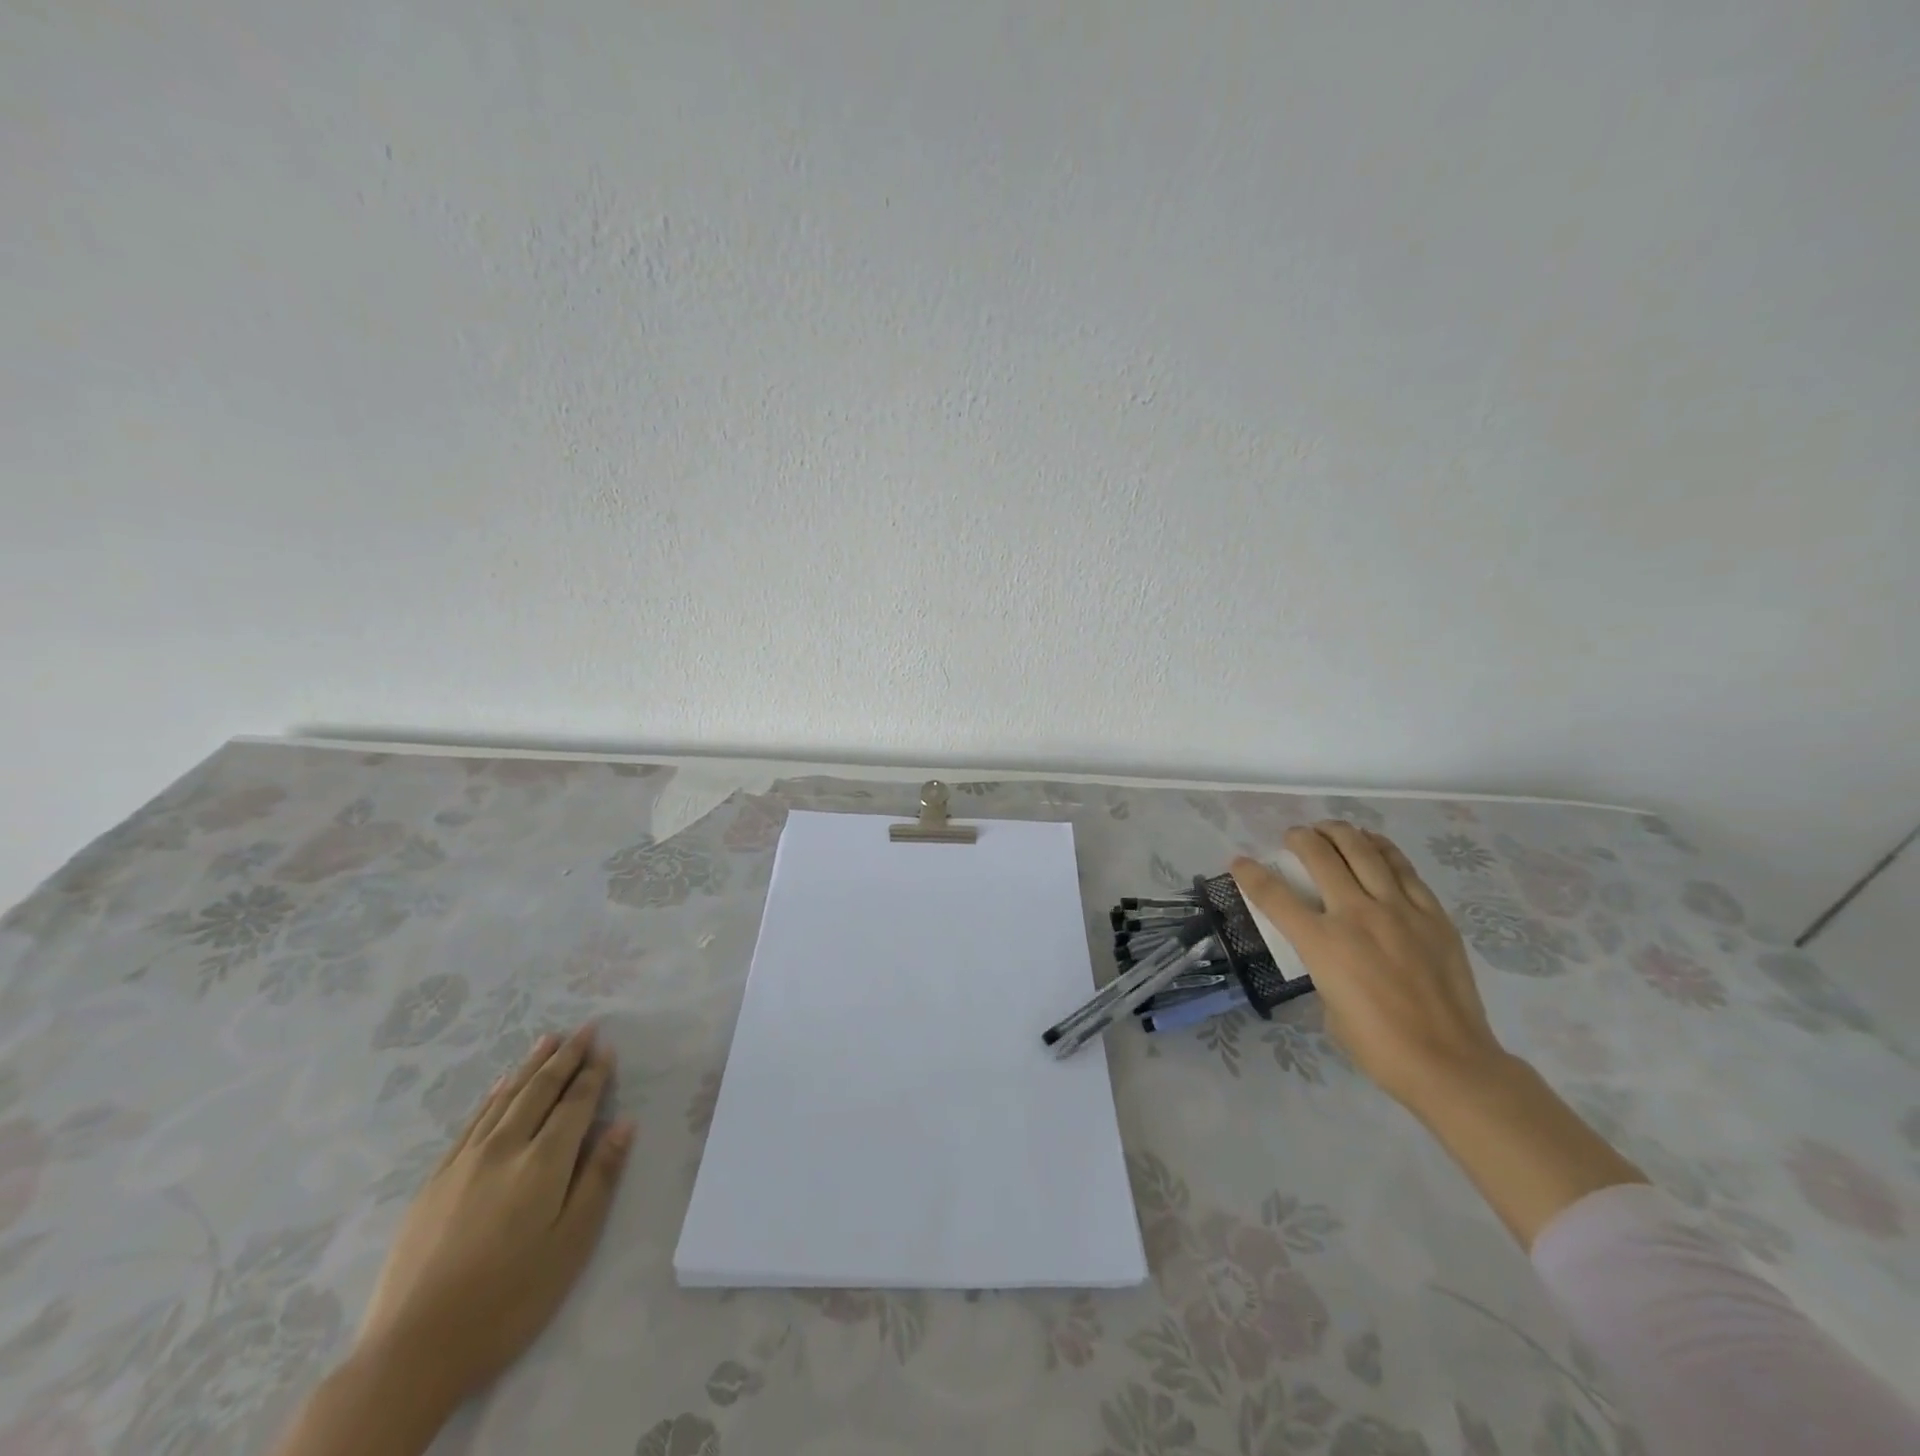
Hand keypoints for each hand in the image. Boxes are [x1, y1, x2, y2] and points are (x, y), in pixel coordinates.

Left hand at [356, 1025, 634, 1407]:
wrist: (411, 1352)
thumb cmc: (509, 1300)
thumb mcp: (571, 1245)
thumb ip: (599, 1178)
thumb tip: (624, 1124)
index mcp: (543, 1163)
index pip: (576, 1104)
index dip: (594, 1074)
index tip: (607, 1047)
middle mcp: (505, 1148)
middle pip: (540, 1090)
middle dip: (566, 1057)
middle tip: (584, 1028)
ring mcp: (464, 1162)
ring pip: (504, 1098)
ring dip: (530, 1066)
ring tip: (548, 1040)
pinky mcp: (435, 1181)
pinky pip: (471, 1122)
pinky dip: (492, 1096)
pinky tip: (499, 1086)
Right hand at [1232, 823, 1505, 1111]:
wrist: (1448, 1062)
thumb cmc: (1376, 1045)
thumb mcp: (1327, 1003)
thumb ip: (1322, 964)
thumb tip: (1329, 947)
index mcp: (1322, 944)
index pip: (1274, 895)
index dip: (1250, 874)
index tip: (1239, 861)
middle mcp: (1356, 916)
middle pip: (1320, 857)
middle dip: (1299, 839)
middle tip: (1293, 837)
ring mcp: (1399, 911)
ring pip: (1363, 852)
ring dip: (1340, 833)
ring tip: (1329, 829)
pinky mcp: (1433, 915)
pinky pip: (1403, 869)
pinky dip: (1382, 849)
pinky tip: (1373, 844)